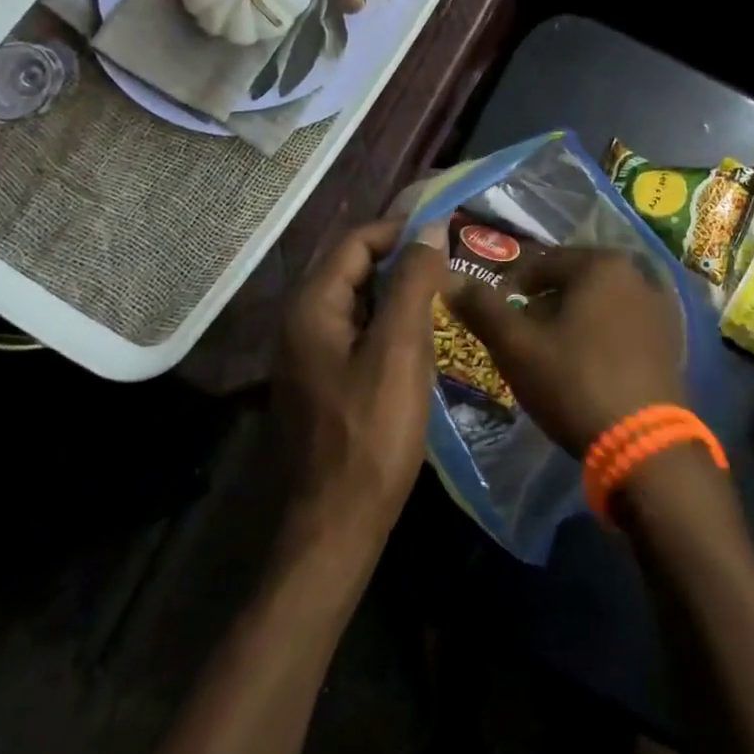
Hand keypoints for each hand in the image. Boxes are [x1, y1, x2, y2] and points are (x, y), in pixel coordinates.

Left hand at [275, 219, 449, 540]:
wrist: (336, 525)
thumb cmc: (371, 433)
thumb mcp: (399, 350)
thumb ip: (412, 283)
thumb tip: (431, 228)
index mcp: (312, 307)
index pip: (356, 242)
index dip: (401, 232)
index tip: (447, 236)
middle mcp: (302, 323)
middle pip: (355, 270)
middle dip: (404, 264)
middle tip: (452, 270)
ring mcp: (309, 355)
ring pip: (360, 304)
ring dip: (400, 297)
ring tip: (446, 301)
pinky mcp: (323, 382)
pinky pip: (359, 335)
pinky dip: (390, 328)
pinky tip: (423, 343)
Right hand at [449, 248, 684, 456]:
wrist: (645, 446)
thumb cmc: (575, 383)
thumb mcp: (517, 346)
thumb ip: (483, 308)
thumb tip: (451, 280)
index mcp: (601, 264)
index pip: (540, 262)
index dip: (510, 287)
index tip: (494, 316)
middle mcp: (637, 274)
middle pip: (572, 281)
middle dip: (542, 304)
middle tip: (520, 338)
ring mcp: (660, 308)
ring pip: (598, 304)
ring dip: (571, 321)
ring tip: (550, 355)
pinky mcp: (671, 341)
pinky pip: (622, 327)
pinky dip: (599, 337)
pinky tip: (586, 368)